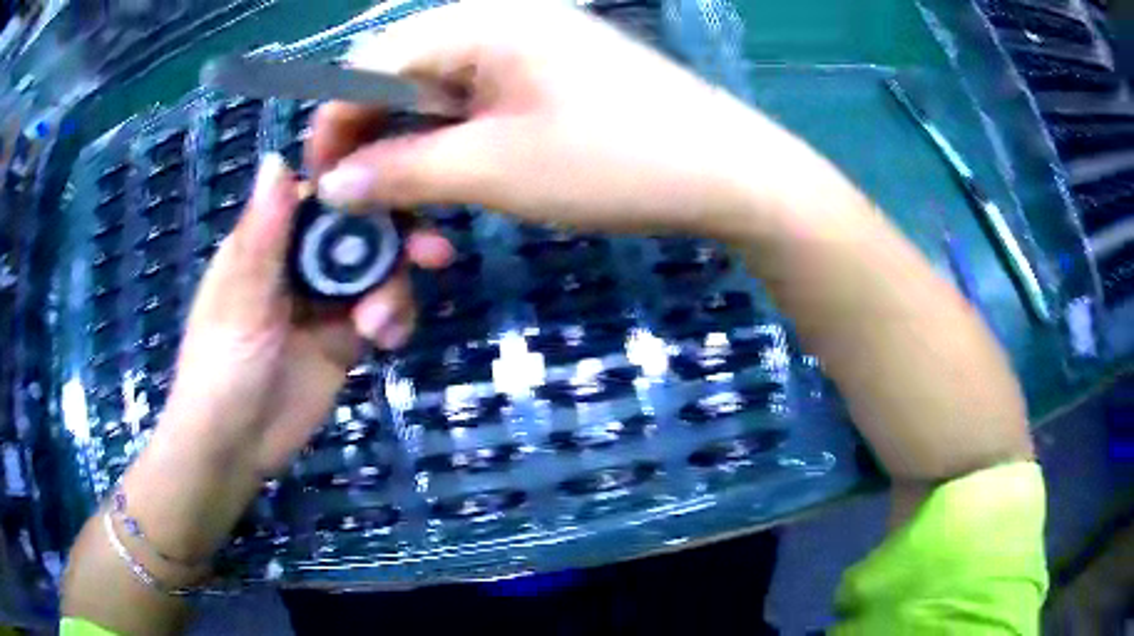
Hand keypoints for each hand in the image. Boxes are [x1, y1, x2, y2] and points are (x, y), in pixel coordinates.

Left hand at [162, 154, 451, 474]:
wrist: (235, 448)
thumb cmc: (221, 369)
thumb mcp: (240, 301)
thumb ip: (263, 235)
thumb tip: (278, 158)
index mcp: (269, 240)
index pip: (322, 195)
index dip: (362, 187)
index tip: (404, 188)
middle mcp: (300, 262)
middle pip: (360, 230)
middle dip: (397, 239)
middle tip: (433, 254)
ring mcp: (325, 301)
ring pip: (378, 272)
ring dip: (394, 289)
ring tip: (382, 326)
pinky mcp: (344, 338)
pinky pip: (382, 313)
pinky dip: (395, 319)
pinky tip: (389, 340)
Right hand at [311, 0, 798, 237]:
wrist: (726, 171)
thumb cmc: (612, 162)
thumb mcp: (493, 169)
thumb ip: (400, 171)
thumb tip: (333, 185)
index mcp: (478, 20)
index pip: (370, 64)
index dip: (335, 124)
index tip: (323, 183)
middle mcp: (498, 17)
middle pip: (401, 75)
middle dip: (373, 140)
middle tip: (367, 204)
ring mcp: (529, 43)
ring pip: (439, 92)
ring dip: (415, 148)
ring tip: (411, 205)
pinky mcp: (551, 71)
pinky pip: (479, 99)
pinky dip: (456, 140)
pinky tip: (457, 177)